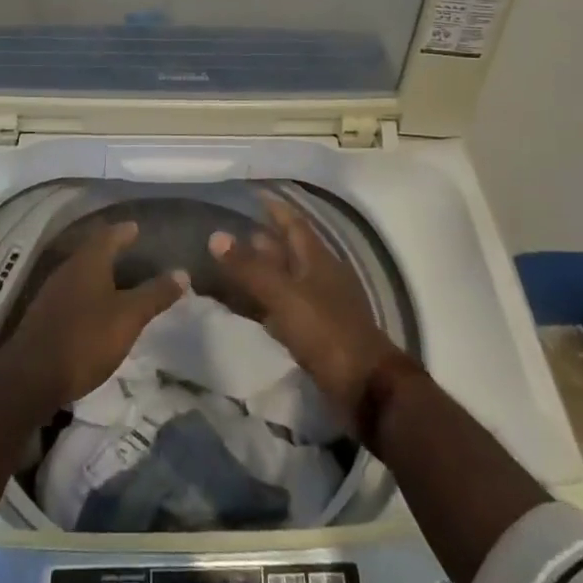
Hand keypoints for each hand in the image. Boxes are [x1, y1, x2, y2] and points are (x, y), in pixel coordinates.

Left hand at [0, 222, 187, 413]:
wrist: (30, 378)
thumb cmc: (85, 339)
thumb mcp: (128, 317)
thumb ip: (155, 294)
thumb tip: (182, 272)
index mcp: (88, 262)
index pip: (109, 235)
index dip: (124, 231)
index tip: (136, 228)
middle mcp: (68, 270)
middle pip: (92, 252)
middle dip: (111, 250)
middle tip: (130, 251)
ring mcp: (52, 293)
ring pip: (80, 274)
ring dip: (98, 274)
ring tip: (117, 280)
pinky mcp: (44, 317)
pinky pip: (71, 295)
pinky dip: (87, 294)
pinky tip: (95, 309)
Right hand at [209, 192, 398, 422]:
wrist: (366, 389)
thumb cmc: (326, 332)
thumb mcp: (284, 296)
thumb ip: (250, 268)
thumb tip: (216, 235)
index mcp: (318, 259)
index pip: (294, 223)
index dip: (275, 207)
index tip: (252, 193)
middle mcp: (320, 277)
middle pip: (289, 250)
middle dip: (263, 239)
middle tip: (232, 230)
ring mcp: (320, 307)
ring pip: (286, 280)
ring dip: (262, 272)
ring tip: (231, 265)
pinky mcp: (316, 335)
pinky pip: (284, 309)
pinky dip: (265, 303)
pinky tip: (248, 307)